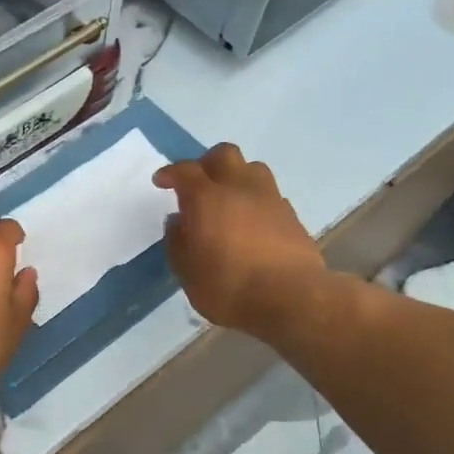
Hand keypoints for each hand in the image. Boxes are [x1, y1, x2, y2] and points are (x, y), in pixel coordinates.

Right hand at [155, 144, 327, 338]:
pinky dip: (255, 201)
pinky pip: (269, 195)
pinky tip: (251, 222)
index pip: (185, 171)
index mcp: (207, 198)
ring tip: (227, 199)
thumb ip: (177, 242)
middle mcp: (239, 188)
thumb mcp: (187, 272)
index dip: (171, 173)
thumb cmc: (228, 286)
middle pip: (224, 154)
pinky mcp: (291, 216)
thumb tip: (178, 222)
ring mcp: (270, 199)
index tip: (161, 181)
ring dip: (236, 177)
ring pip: (252, 168)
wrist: (292, 298)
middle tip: (196, 184)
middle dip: (206, 164)